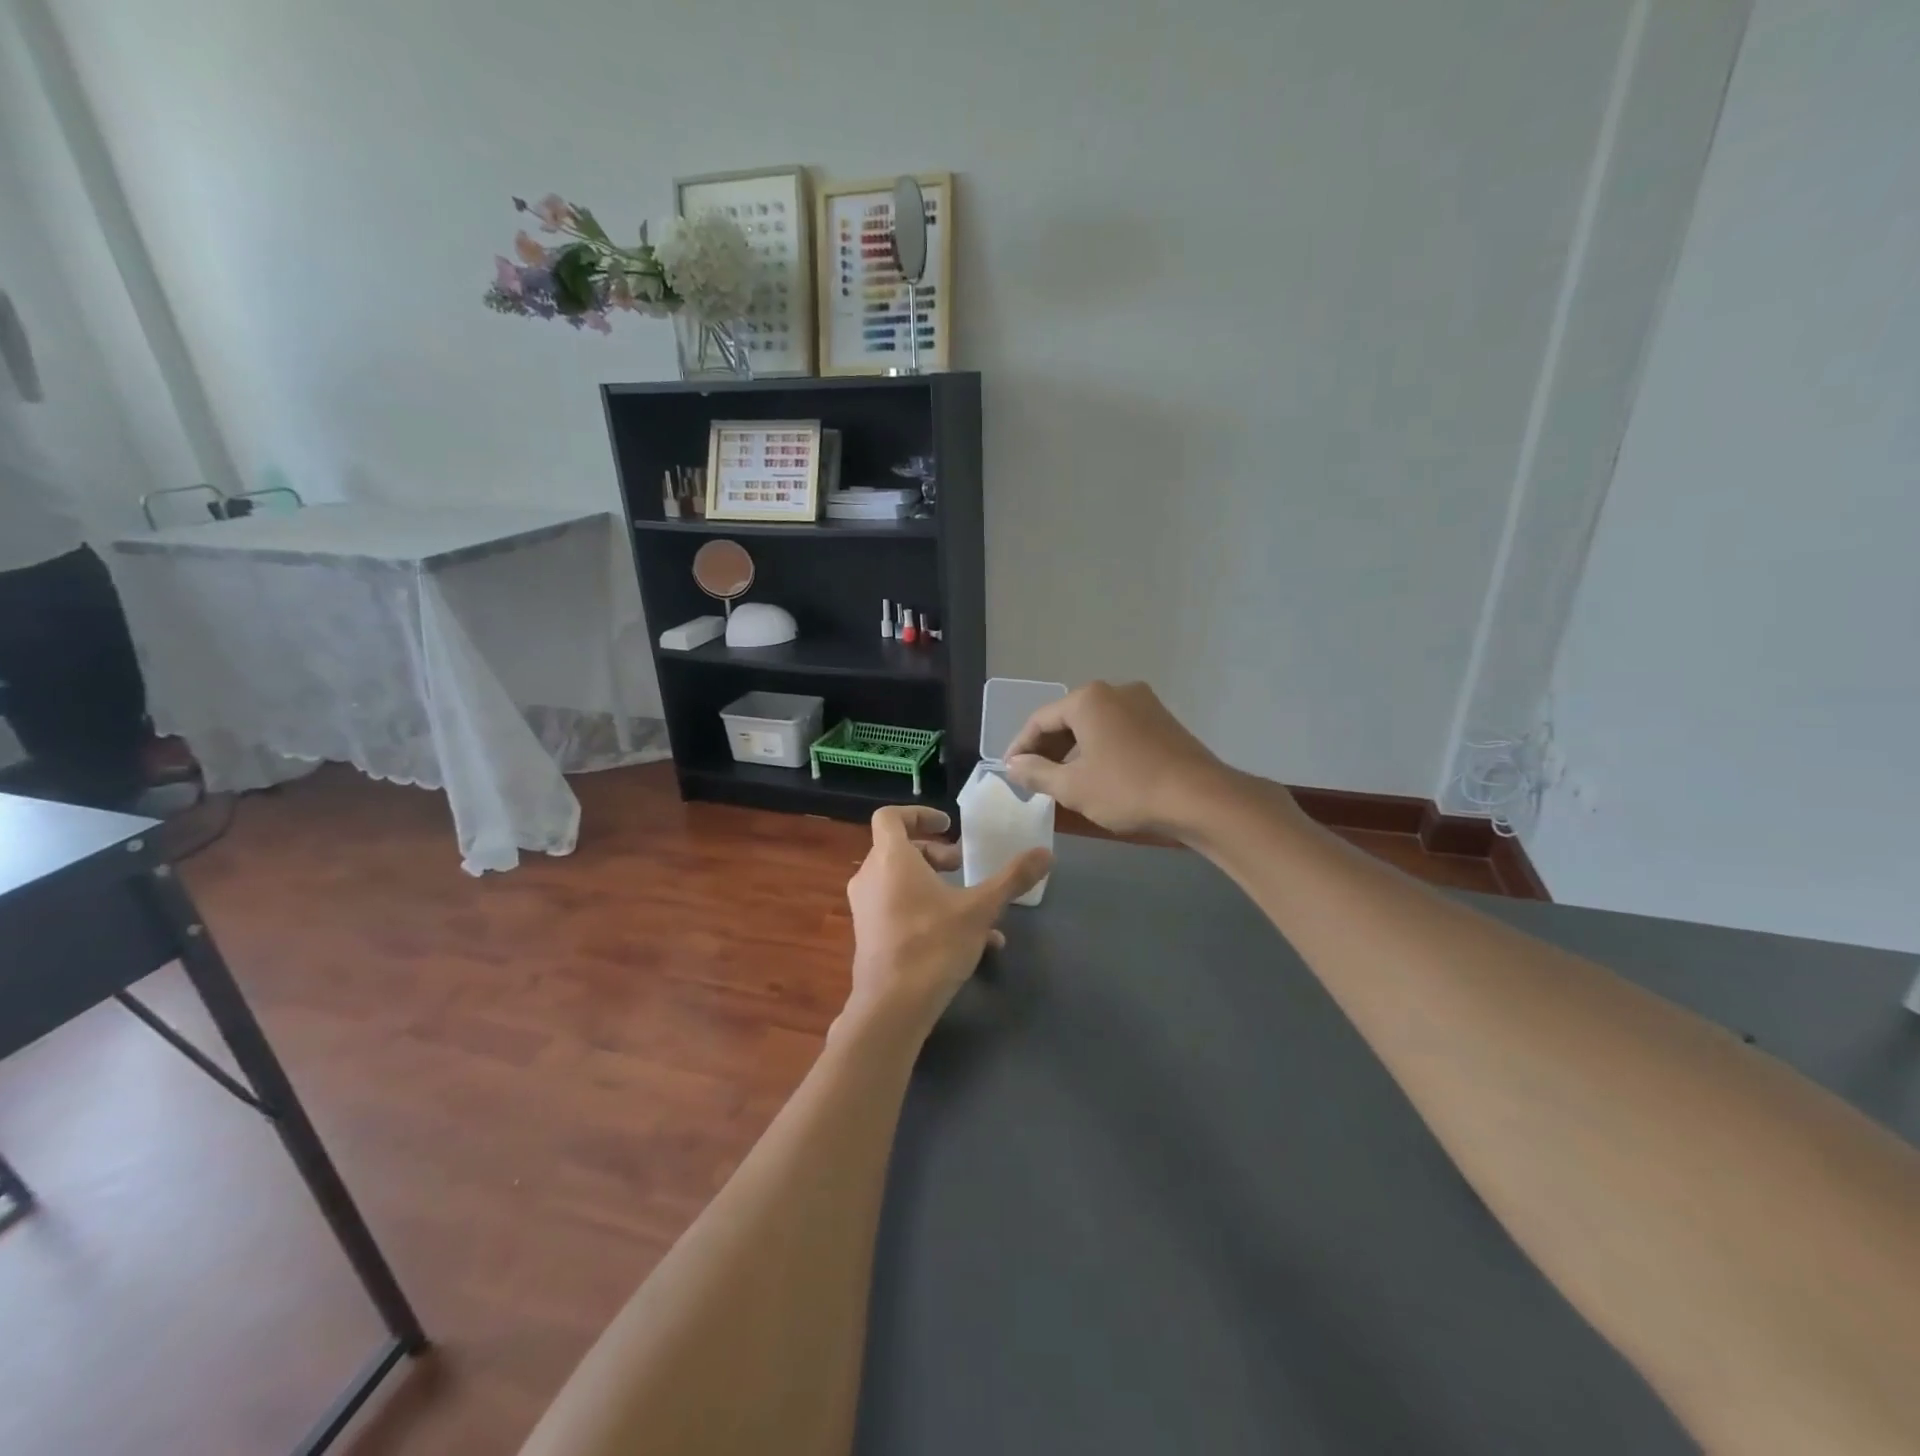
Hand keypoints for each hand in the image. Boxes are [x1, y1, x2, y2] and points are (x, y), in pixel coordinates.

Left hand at [844, 806, 1050, 1034]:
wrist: (892, 1007)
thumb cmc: (933, 944)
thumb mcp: (980, 909)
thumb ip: (1012, 878)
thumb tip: (1046, 852)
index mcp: (891, 859)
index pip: (890, 817)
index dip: (919, 815)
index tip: (948, 825)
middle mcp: (870, 877)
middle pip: (898, 850)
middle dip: (934, 854)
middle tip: (961, 865)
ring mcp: (865, 908)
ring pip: (900, 882)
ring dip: (934, 885)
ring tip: (970, 904)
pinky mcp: (868, 935)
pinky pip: (897, 908)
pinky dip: (925, 910)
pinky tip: (966, 940)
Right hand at [1004, 680, 1238, 837]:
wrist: (1201, 799)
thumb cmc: (1128, 789)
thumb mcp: (1073, 787)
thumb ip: (1036, 773)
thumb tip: (1013, 765)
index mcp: (1088, 699)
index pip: (1040, 719)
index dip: (1020, 746)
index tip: (1010, 771)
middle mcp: (1116, 691)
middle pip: (1068, 718)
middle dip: (1048, 748)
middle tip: (1032, 777)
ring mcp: (1144, 703)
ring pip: (1095, 724)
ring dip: (1074, 750)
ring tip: (1062, 779)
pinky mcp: (1163, 721)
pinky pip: (1118, 730)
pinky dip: (1100, 749)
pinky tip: (1098, 774)